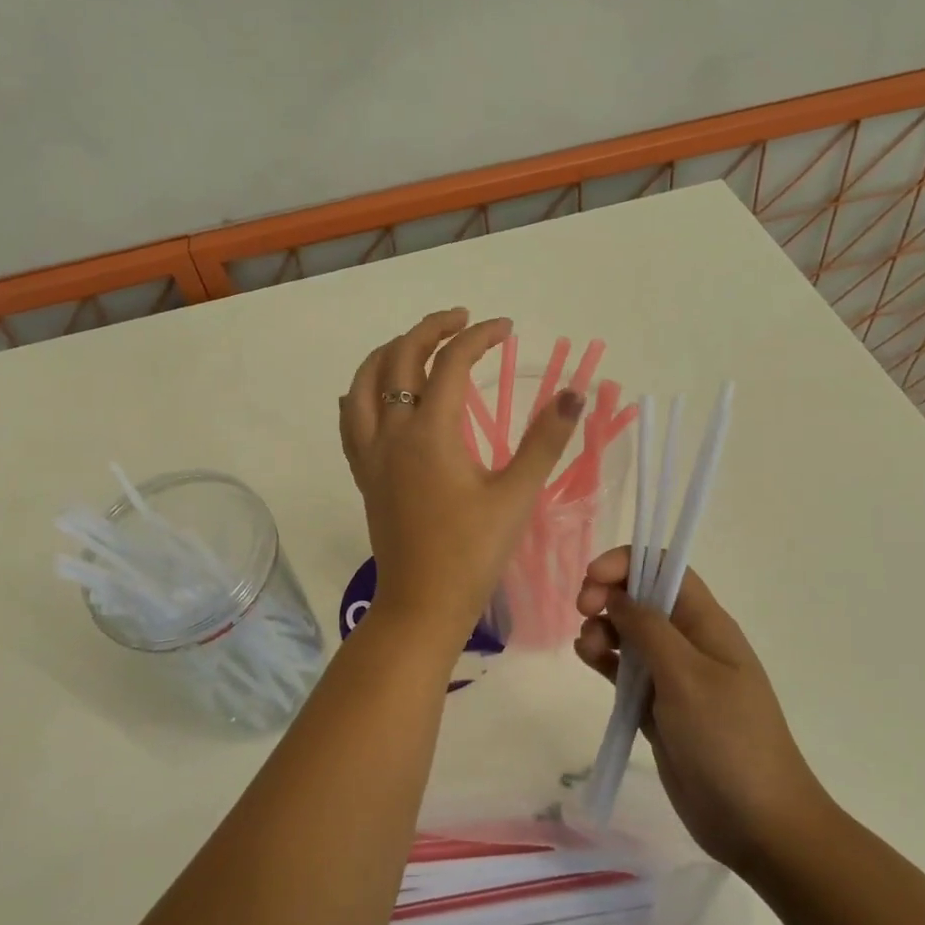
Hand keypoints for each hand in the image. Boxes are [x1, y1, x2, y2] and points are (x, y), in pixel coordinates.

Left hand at [341, 309, 583, 639]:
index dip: (478, 337)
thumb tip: (573, 394)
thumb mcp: (515, 495)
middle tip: (462, 320)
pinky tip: (374, 393)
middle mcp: (392, 433)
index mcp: (429, 432)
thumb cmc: (472, 553)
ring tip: (414, 344)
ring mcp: (372, 454)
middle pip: (398, 358)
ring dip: (387, 353)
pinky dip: (362, 392)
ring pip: (364, 384)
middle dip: (430, 329)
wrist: (422, 603)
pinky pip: (351, 420)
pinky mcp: (365, 475)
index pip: (450, 363)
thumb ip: (544, 441)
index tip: (505, 328)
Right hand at [575, 549, 828, 877]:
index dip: (627, 563)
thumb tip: (617, 594)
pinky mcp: (656, 706)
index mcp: (706, 624)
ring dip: (601, 628)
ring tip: (588, 649)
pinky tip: (589, 660)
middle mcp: (688, 641)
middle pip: (640, 597)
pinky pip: (623, 669)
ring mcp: (672, 675)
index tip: (592, 580)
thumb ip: (648, 629)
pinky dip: (603, 658)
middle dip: (607, 594)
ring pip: (627, 632)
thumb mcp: (687, 677)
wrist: (758, 824)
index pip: (665, 569)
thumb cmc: (728, 740)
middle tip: (583, 612)